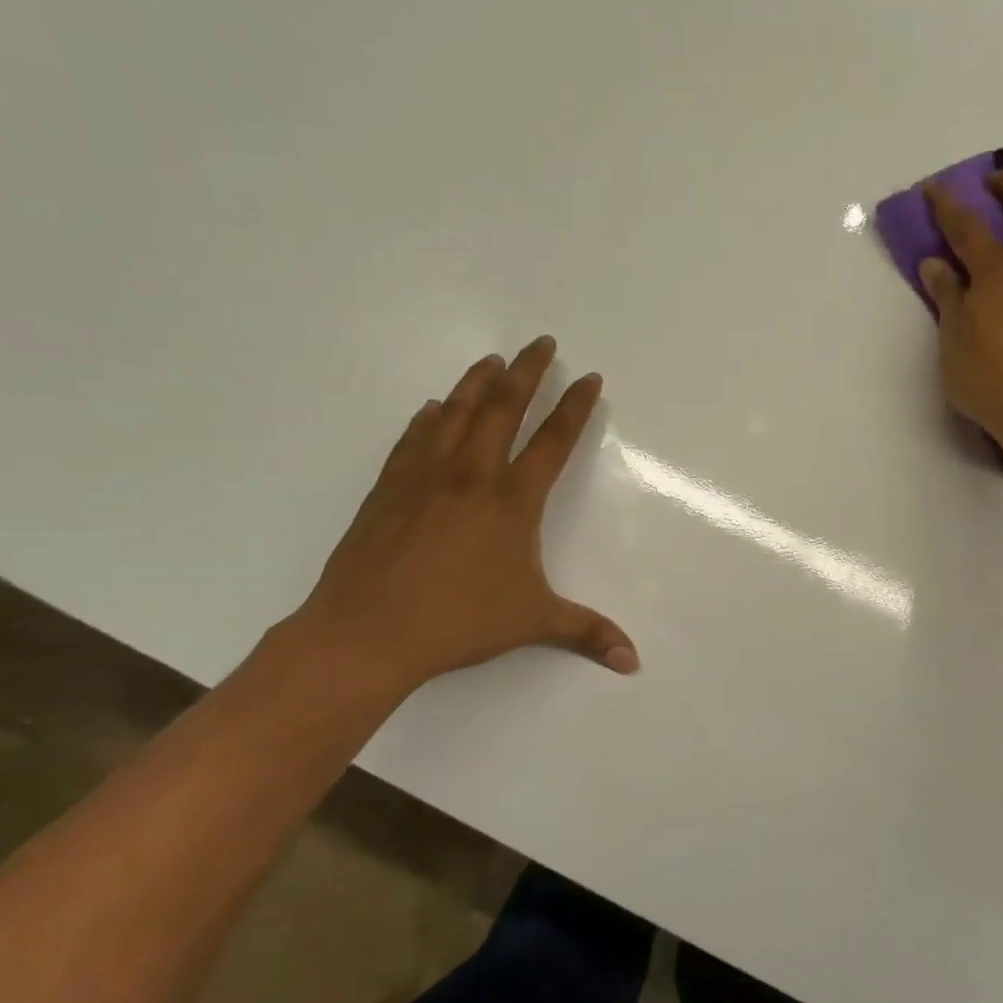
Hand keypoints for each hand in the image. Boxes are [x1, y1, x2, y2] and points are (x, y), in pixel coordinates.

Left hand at [290, 336, 637, 700]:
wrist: (369, 632)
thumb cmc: (459, 622)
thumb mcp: (533, 623)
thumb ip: (587, 632)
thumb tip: (633, 661)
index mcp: (512, 501)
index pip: (553, 441)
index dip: (575, 407)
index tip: (589, 378)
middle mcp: (472, 476)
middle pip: (503, 409)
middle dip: (527, 372)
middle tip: (541, 342)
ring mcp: (425, 478)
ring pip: (455, 413)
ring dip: (476, 382)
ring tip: (492, 360)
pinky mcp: (388, 490)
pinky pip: (412, 440)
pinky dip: (427, 419)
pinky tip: (431, 407)